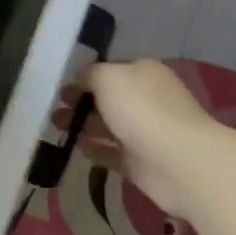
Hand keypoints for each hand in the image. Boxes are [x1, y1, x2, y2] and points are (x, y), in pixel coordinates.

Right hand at [68, 59, 226, 226]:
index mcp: (143, 73)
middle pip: (107, 99)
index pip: (109, 70)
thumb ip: (90, 74)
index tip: (61, 89)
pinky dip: (95, 149)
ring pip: (107, 126)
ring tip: (57, 128)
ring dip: (83, 126)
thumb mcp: (109, 77)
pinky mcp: (140, 163)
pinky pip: (112, 153)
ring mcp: (144, 132)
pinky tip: (76, 148)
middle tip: (55, 111)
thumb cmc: (143, 110)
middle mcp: (145, 99)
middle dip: (80, 103)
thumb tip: (81, 79)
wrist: (180, 162)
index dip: (84, 78)